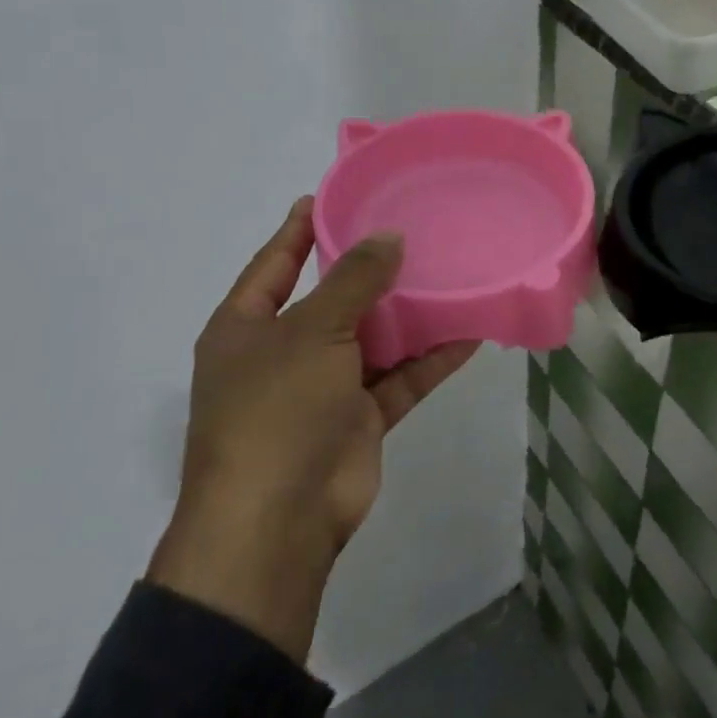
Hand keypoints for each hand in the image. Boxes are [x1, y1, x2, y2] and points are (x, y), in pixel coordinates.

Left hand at [147, 197, 478, 661]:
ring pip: (374, 339)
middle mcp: (283, 354)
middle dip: (370, 270)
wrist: (277, 522)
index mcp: (246, 330)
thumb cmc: (276, 411)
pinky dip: (431, 358)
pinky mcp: (360, 419)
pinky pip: (400, 378)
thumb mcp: (311, 332)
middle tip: (415, 230)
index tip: (332, 195)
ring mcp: (323, 389)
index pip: (275, 264)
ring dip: (410, 315)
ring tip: (452, 274)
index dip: (300, 230)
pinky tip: (470, 331)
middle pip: (332, 300)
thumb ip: (353, 281)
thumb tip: (389, 238)